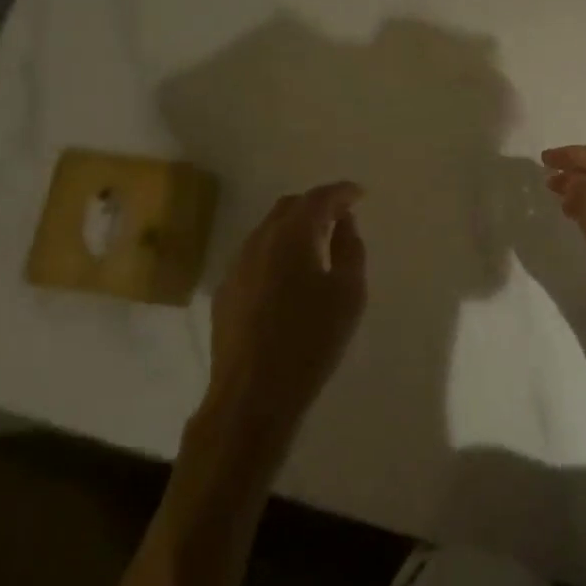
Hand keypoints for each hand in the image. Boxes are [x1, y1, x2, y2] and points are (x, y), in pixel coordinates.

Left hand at [203, 182, 366, 455]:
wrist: (253, 394)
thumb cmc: (311, 340)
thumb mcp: (348, 294)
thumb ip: (350, 249)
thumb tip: (344, 224)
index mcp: (293, 235)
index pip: (320, 198)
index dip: (342, 192)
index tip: (359, 194)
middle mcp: (260, 240)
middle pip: (289, 207)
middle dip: (316, 205)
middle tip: (340, 217)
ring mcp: (237, 265)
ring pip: (268, 230)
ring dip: (294, 228)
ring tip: (317, 245)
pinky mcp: (226, 291)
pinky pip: (256, 255)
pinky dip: (277, 251)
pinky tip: (289, 276)